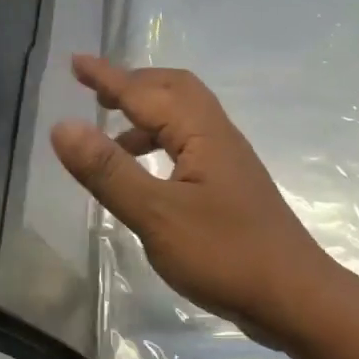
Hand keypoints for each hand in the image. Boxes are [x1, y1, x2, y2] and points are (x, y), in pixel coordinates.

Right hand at [50, 55, 339, 347]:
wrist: (294, 297)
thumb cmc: (225, 254)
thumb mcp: (156, 215)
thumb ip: (109, 171)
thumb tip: (63, 126)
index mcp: (200, 133)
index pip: (144, 92)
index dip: (107, 77)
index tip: (76, 61)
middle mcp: (218, 135)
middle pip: (174, 90)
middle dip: (133, 85)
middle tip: (96, 94)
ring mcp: (228, 161)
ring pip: (184, 118)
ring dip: (146, 117)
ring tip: (112, 140)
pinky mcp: (231, 186)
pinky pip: (189, 144)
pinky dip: (161, 145)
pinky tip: (147, 177)